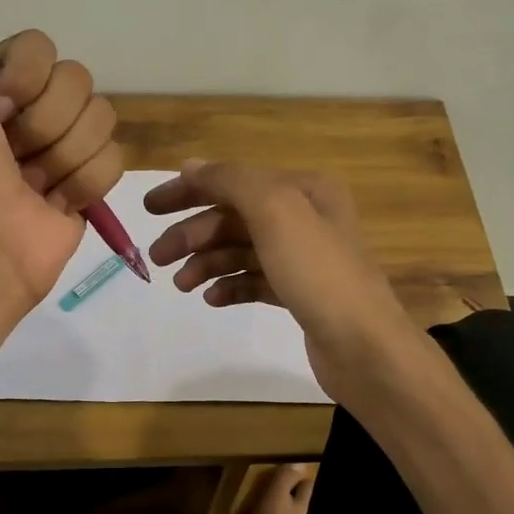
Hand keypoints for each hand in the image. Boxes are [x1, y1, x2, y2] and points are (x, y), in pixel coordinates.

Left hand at [0, 0, 122, 304]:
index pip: (42, 47)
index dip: (23, 78)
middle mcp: (33, 111)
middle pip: (78, 80)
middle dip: (44, 122)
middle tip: (13, 155)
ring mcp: (66, 148)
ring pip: (101, 118)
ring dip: (63, 156)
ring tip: (33, 184)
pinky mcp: (91, 185)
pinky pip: (114, 160)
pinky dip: (84, 184)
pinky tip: (55, 203)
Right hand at [143, 161, 417, 400]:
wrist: (364, 346)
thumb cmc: (319, 273)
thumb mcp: (275, 211)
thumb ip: (231, 181)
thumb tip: (191, 167)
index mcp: (303, 190)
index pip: (235, 180)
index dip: (190, 190)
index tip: (149, 209)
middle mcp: (305, 218)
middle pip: (235, 217)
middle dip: (194, 234)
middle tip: (158, 258)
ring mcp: (303, 259)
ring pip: (241, 251)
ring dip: (207, 262)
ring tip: (182, 286)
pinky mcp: (300, 295)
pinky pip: (254, 281)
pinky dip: (230, 286)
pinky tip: (212, 299)